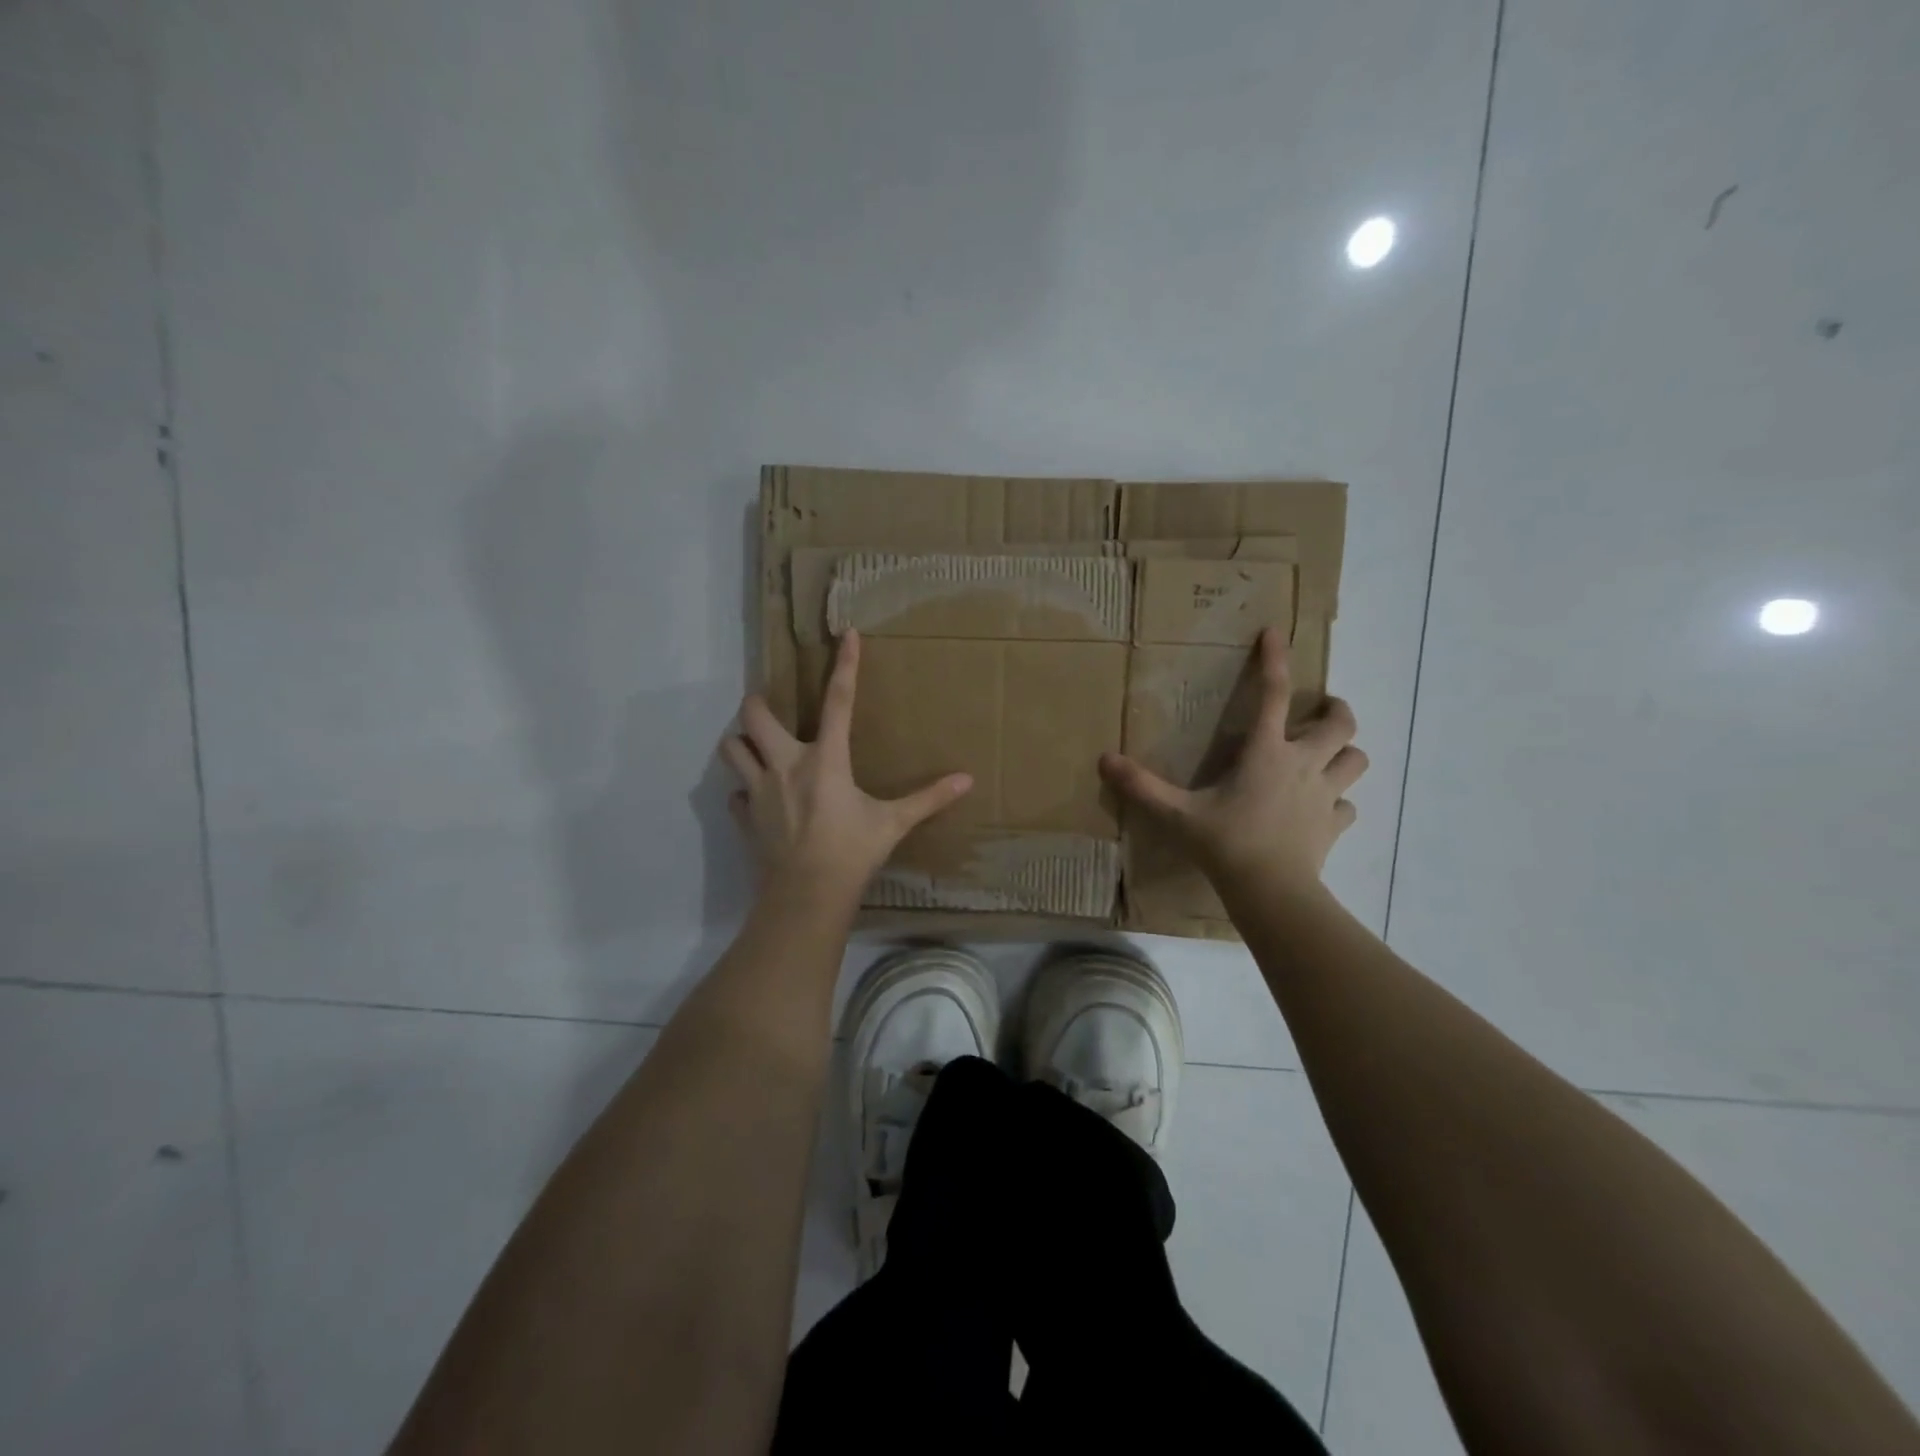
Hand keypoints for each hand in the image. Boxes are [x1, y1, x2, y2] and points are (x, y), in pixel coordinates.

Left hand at [719, 630, 972, 901]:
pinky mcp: (746, 818)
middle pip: (754, 716)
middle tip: (771, 707)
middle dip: (758, 704)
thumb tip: (967, 780)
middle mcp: (785, 765)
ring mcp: (759, 792)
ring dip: (742, 743)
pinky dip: (744, 791)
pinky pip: (735, 794)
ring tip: (757, 747)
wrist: (807, 897)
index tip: (846, 635)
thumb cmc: (852, 853)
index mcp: (825, 760)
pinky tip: (760, 798)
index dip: (845, 666)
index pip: (838, 702)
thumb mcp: (893, 824)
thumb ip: (928, 799)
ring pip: (732, 749)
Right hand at [1099, 627, 1366, 892]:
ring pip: (1356, 760)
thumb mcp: (1176, 814)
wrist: (1271, 891)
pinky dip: (1338, 802)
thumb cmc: (1225, 843)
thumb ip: (1141, 786)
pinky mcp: (1333, 826)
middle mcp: (1302, 765)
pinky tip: (1320, 810)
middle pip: (1341, 723)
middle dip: (1335, 710)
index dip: (1275, 660)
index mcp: (1266, 752)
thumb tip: (1103, 760)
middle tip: (1321, 710)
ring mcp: (1324, 796)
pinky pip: (1347, 806)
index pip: (1273, 694)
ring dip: (1345, 753)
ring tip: (1328, 756)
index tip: (1275, 633)